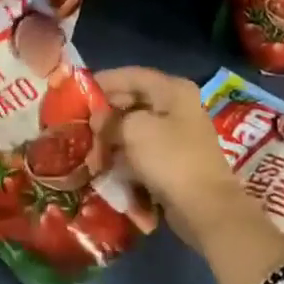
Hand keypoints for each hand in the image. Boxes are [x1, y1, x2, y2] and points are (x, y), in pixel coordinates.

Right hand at [95, 67, 250, 246]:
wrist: (205, 208)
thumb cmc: (170, 159)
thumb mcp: (133, 131)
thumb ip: (110, 119)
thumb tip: (98, 120)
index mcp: (173, 90)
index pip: (131, 75)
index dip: (103, 82)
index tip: (78, 92)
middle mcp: (177, 106)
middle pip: (133, 102)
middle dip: (105, 115)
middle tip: (81, 126)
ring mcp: (178, 134)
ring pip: (136, 128)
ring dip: (112, 138)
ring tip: (90, 151)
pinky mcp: (175, 160)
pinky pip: (143, 150)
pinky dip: (125, 155)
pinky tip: (107, 165)